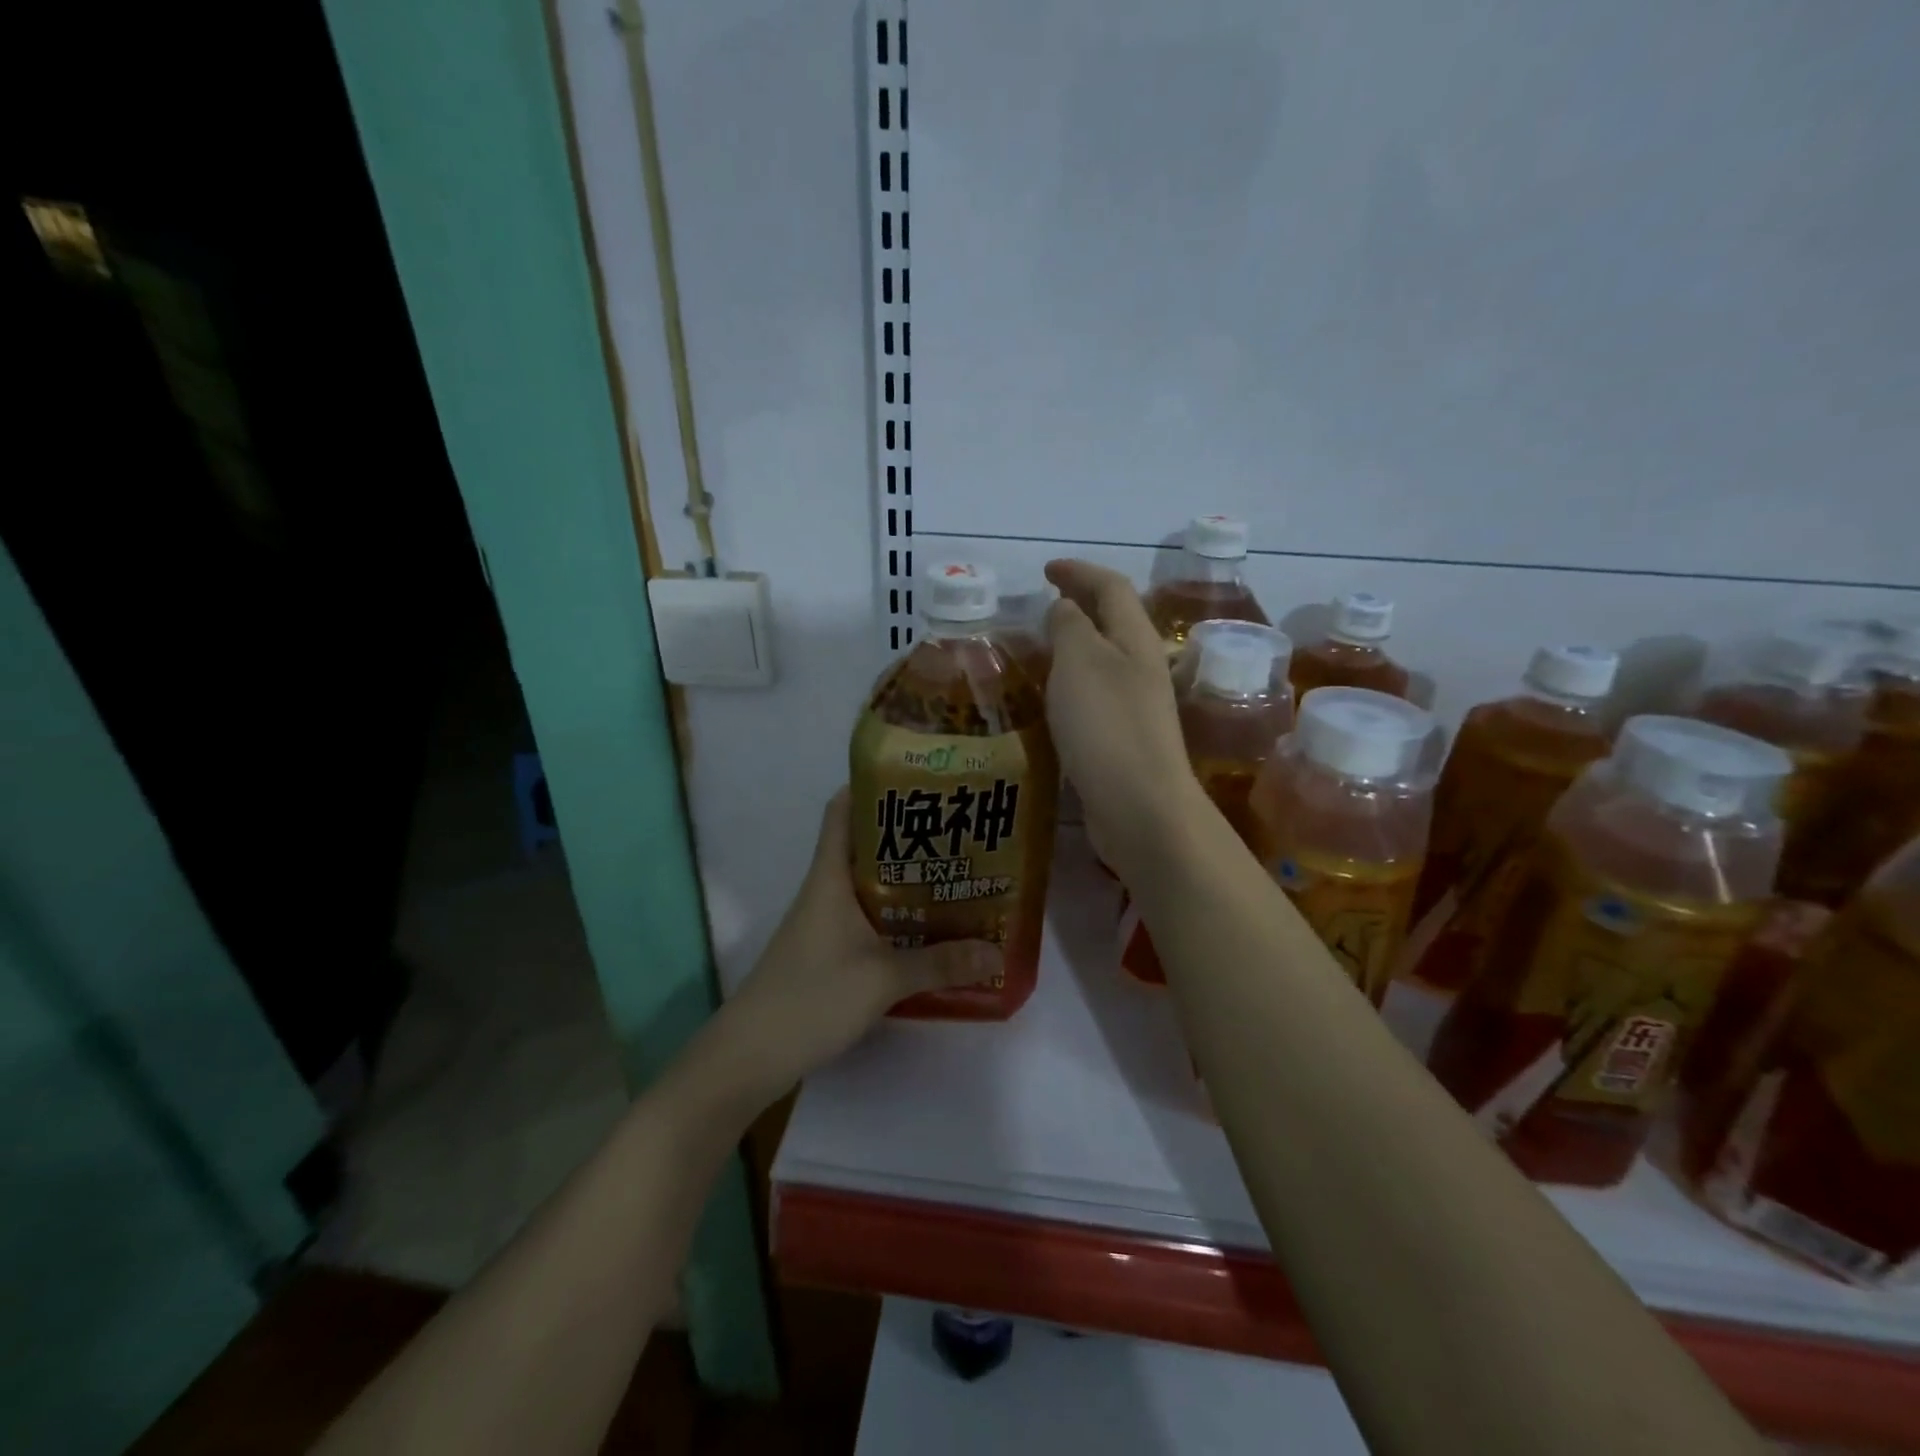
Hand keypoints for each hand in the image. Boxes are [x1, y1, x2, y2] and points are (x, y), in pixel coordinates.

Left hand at [721, 789, 998, 1095]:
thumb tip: (996, 951)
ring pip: (870, 884)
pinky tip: (929, 929)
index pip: (841, 810)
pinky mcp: (828, 952)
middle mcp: (826, 890)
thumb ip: (940, 964)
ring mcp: (825, 922)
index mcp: (830, 876)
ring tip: (955, 873)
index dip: (871, 786)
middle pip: (864, 845)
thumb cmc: (811, 998)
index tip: (916, 779)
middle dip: (907, 834)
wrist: (750, 1056)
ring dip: (906, 878)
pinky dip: (897, 915)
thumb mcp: (882, 979)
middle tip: (957, 828)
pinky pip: (868, 918)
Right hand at [1043, 559, 1211, 880]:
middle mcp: (1142, 667)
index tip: (1046, 570)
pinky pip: (1097, 694)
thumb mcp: (1079, 663)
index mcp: (1135, 640)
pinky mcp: (1125, 739)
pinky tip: (1054, 698)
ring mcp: (1137, 705)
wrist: (1140, 806)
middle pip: (1114, 621)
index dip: (1079, 571)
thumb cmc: (1107, 726)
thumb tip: (1065, 608)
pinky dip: (1073, 682)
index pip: (1111, 587)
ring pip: (1105, 659)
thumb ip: (1069, 627)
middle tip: (1044, 603)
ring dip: (1076, 645)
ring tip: (1042, 647)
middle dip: (1081, 604)